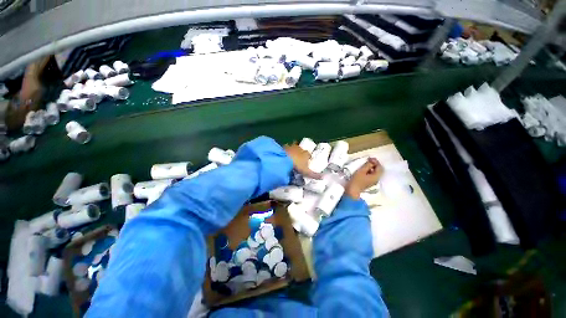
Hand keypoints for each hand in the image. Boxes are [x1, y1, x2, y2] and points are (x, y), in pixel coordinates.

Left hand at [284, 144, 321, 178]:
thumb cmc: (298, 165)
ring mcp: (292, 147)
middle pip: (301, 150)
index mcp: (306, 154)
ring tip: (291, 156)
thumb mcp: (306, 171)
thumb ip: (314, 175)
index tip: (306, 161)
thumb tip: (323, 177)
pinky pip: (285, 147)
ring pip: (294, 147)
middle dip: (300, 153)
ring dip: (293, 150)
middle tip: (298, 159)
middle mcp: (300, 149)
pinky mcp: (284, 147)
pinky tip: (283, 154)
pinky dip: (285, 150)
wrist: (286, 158)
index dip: (308, 157)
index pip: (308, 155)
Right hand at [345, 157, 382, 198]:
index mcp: (376, 176)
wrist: (352, 190)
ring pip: (375, 172)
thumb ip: (368, 165)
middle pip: (379, 170)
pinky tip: (365, 169)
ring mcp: (373, 181)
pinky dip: (370, 171)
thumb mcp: (362, 171)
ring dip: (372, 167)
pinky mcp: (368, 182)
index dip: (376, 161)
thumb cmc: (356, 180)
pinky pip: (372, 175)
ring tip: (366, 164)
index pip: (379, 167)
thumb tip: (372, 161)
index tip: (370, 158)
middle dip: (375, 164)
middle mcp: (376, 179)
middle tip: (369, 160)